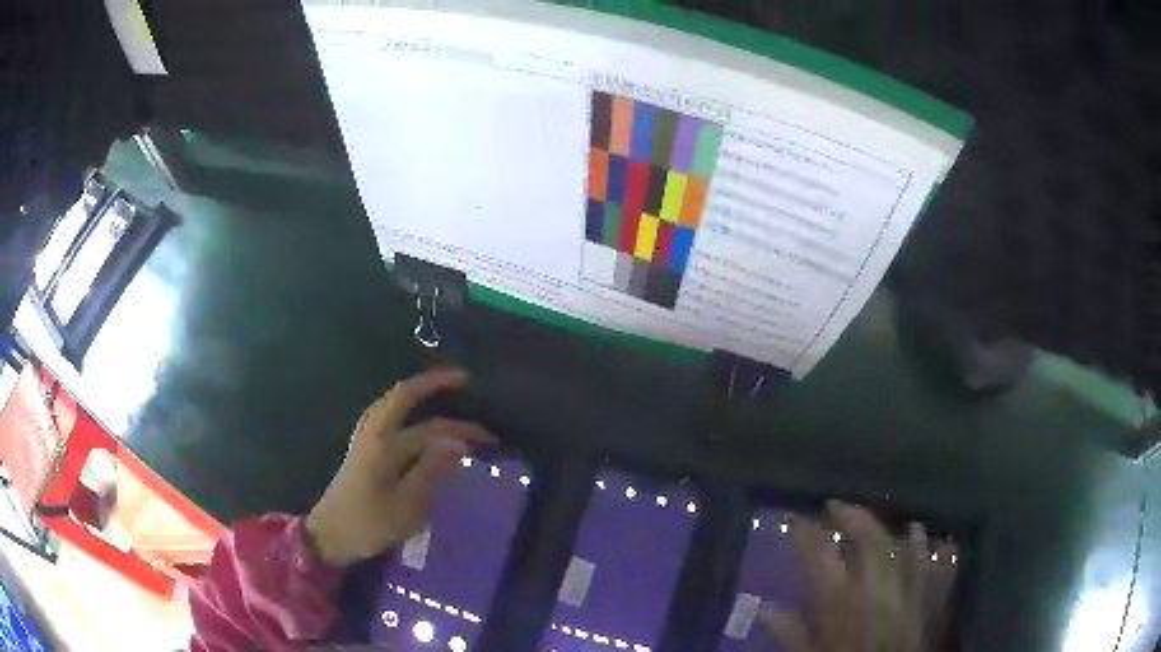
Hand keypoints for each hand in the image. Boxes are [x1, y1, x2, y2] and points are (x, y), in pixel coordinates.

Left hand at [305, 369, 494, 565]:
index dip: (463, 431)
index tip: (490, 439)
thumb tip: (457, 443)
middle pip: (402, 396)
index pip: (432, 430)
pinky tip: (405, 415)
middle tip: (462, 378)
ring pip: (388, 402)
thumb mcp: (407, 506)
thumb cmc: (370, 525)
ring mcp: (363, 439)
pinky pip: (381, 414)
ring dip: (413, 391)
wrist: (330, 536)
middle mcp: (373, 434)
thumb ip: (430, 471)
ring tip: (435, 389)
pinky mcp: (359, 449)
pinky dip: (398, 405)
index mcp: (386, 446)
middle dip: (432, 383)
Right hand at [762, 502, 957, 651]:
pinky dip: (933, 547)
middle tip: (838, 506)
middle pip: (868, 535)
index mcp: (840, 599)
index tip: (796, 520)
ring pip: (905, 541)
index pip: (820, 553)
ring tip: (884, 521)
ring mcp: (910, 585)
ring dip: (894, 527)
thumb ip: (790, 632)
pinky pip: (938, 559)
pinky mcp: (933, 594)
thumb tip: (765, 610)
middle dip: (852, 515)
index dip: (807, 532)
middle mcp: (877, 584)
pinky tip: (929, 539)